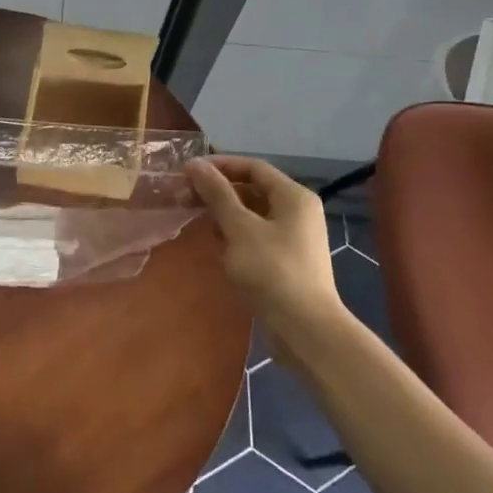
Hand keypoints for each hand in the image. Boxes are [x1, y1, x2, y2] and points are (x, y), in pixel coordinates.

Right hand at [186, 155, 341, 334]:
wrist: (304, 328)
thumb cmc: (271, 270)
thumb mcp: (239, 228)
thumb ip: (217, 194)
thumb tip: (195, 164)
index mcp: (293, 196)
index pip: (254, 167)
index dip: (221, 166)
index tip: (189, 172)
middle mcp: (299, 211)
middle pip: (255, 189)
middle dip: (221, 191)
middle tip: (188, 196)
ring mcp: (296, 237)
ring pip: (255, 214)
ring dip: (227, 214)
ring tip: (198, 218)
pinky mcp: (288, 261)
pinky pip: (259, 236)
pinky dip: (237, 235)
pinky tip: (218, 245)